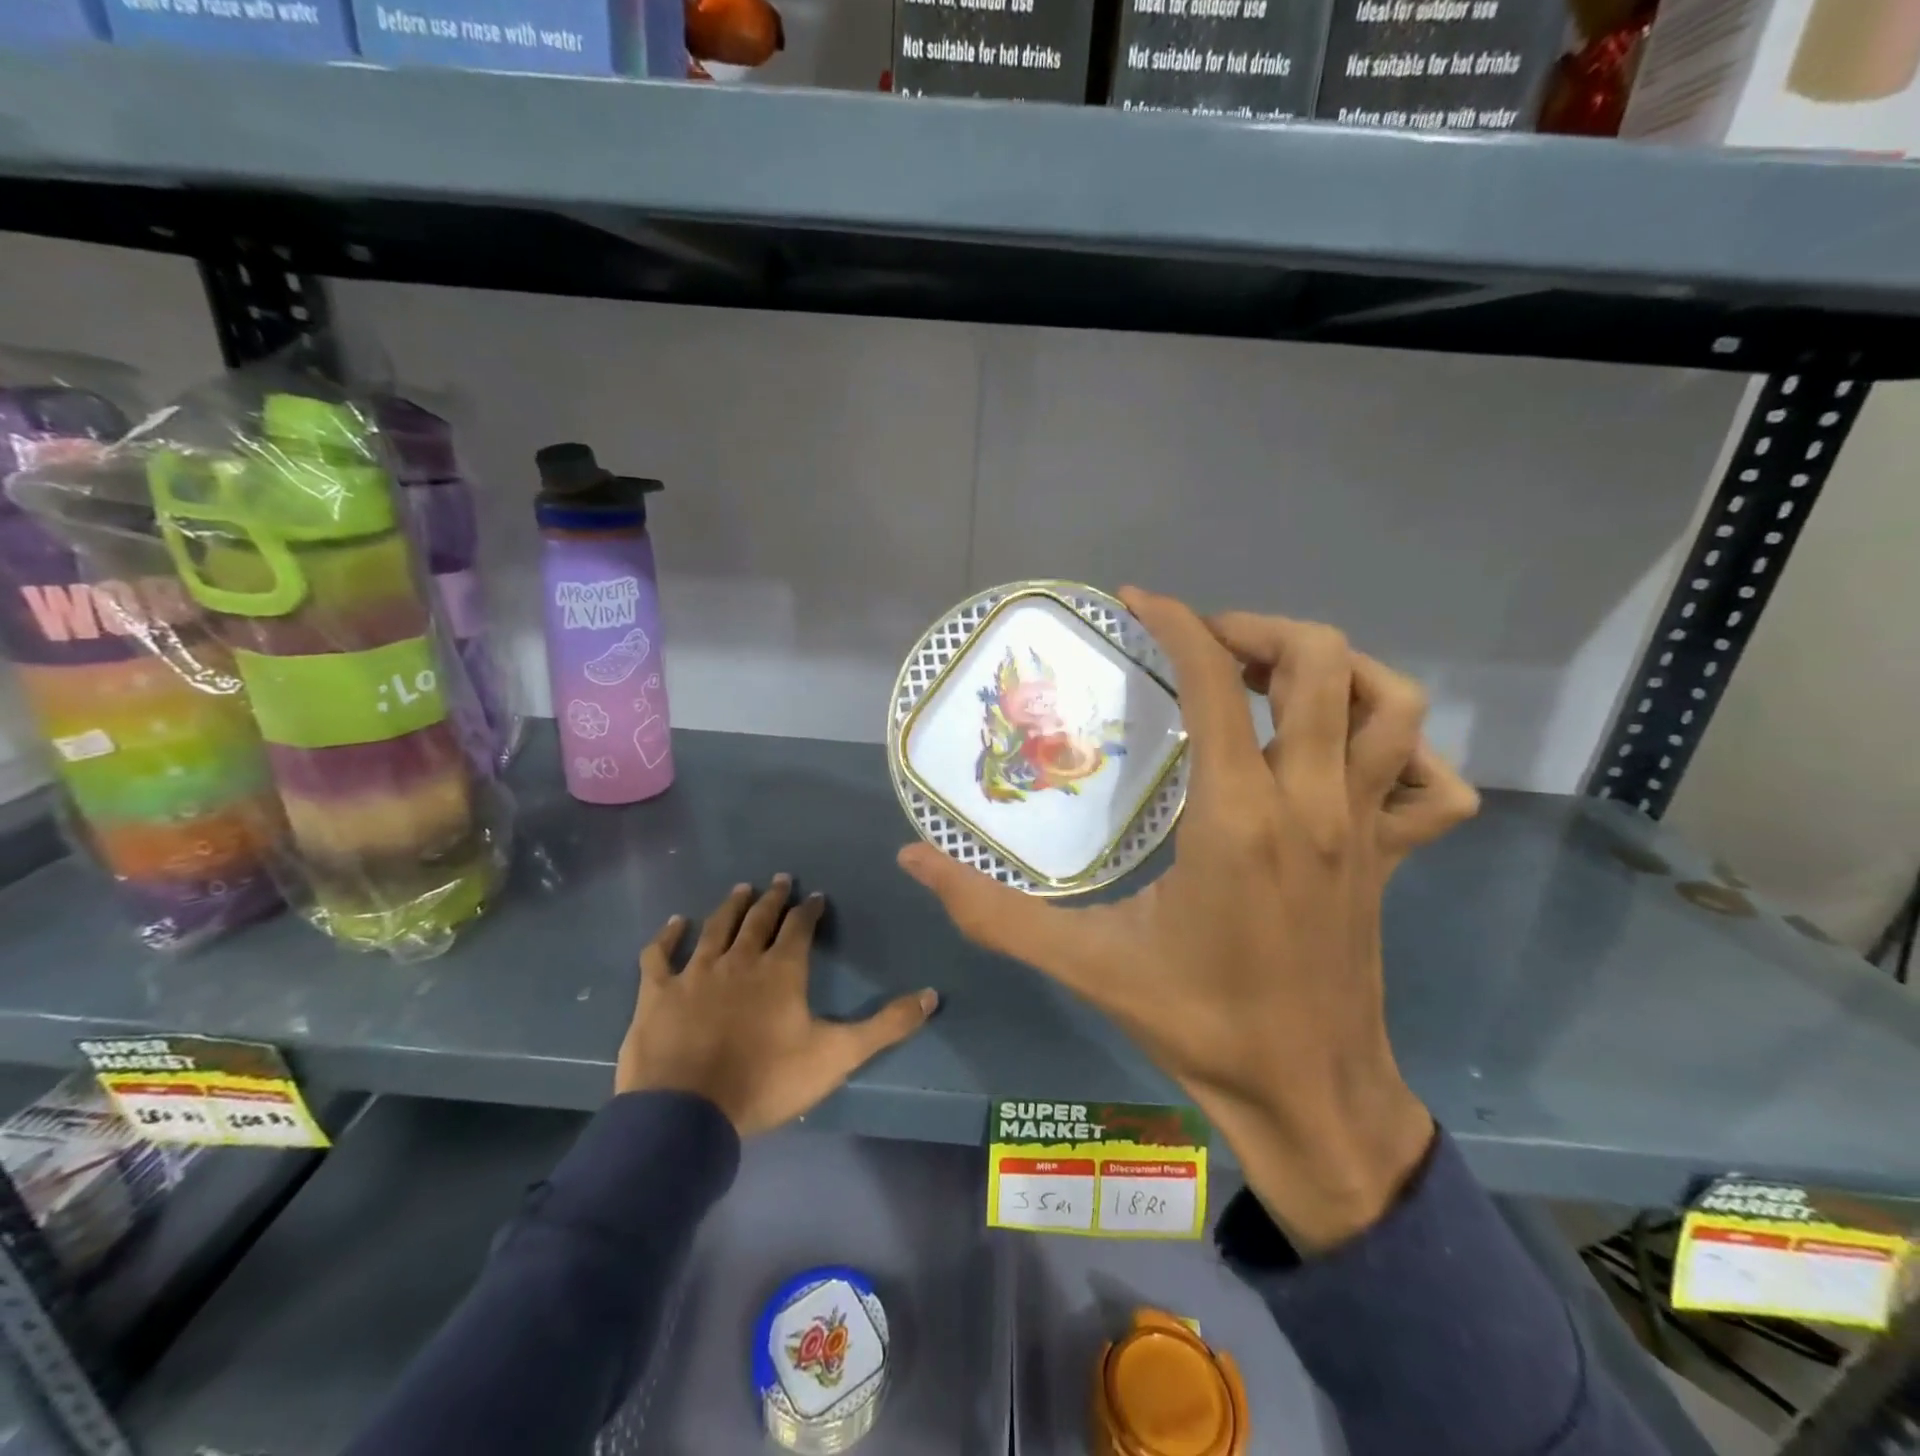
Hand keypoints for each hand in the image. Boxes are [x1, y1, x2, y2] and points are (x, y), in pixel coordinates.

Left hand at [617, 877, 939, 1136]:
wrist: (688, 1114)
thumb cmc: (767, 1081)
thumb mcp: (838, 1056)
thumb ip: (887, 1026)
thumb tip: (933, 995)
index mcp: (782, 970)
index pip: (800, 928)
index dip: (809, 910)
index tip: (815, 896)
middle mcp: (740, 960)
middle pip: (759, 919)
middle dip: (773, 898)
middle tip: (780, 879)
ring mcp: (696, 972)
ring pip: (716, 927)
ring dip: (730, 906)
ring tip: (741, 889)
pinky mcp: (658, 991)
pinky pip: (660, 954)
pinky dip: (667, 936)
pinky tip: (674, 922)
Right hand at [899, 591, 1477, 1251]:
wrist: (1307, 1097)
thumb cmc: (1198, 1024)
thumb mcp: (1084, 964)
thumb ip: (992, 912)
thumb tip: (913, 861)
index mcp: (1238, 819)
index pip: (1218, 683)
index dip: (1179, 624)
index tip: (1141, 602)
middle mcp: (1313, 804)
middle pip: (1324, 663)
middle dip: (1261, 629)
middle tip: (1208, 644)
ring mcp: (1366, 829)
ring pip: (1393, 705)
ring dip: (1338, 667)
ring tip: (1275, 679)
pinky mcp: (1395, 858)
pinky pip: (1436, 785)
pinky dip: (1405, 750)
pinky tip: (1350, 758)